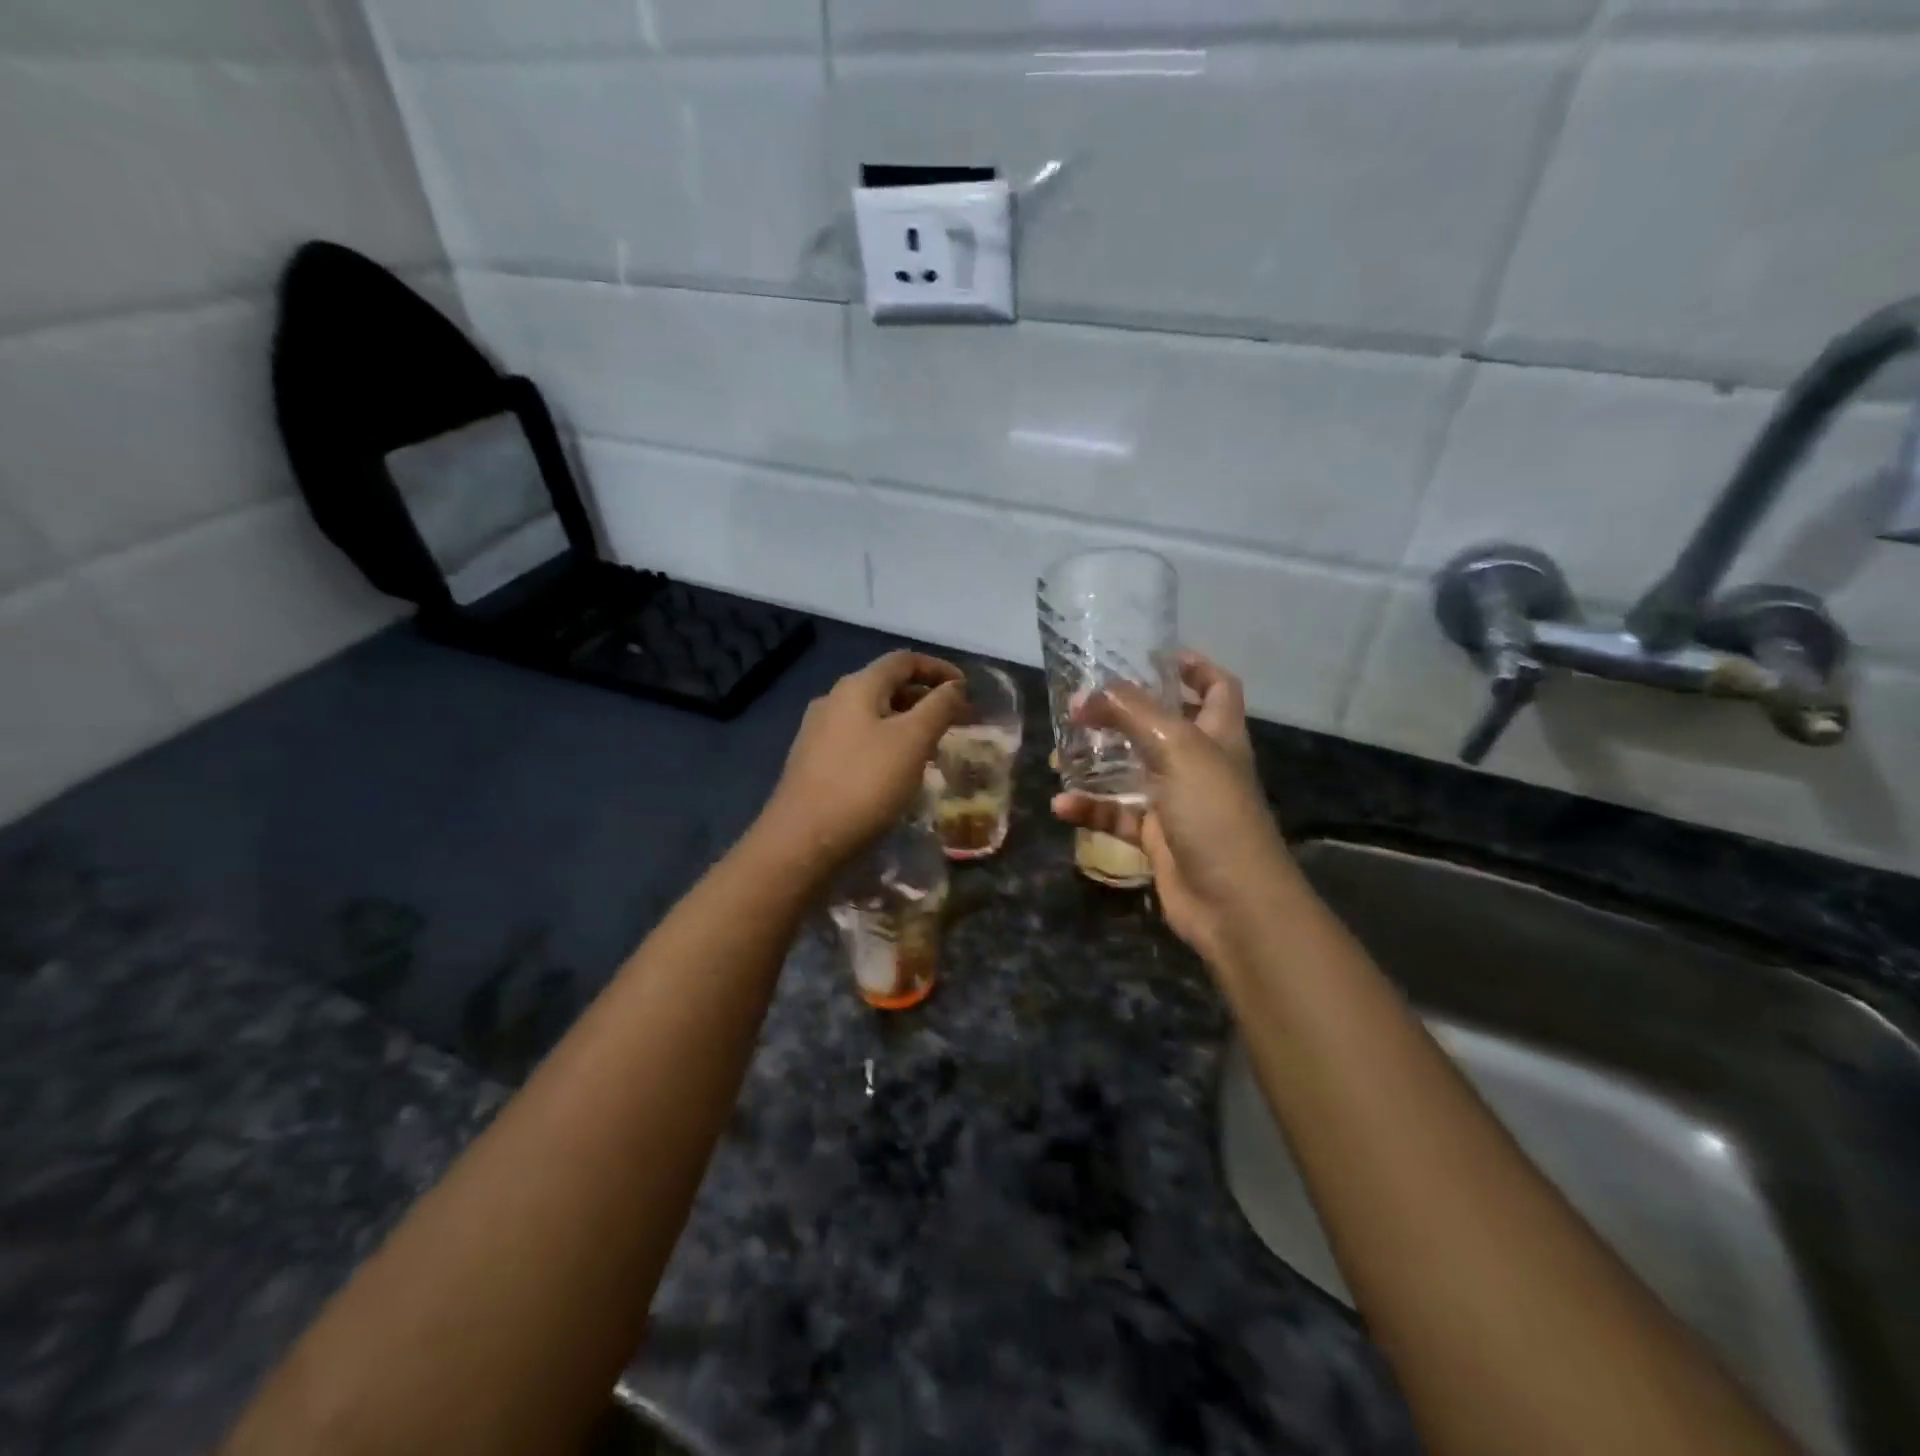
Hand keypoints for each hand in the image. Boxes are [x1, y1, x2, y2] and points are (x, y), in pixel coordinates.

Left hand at [761, 651, 964, 868]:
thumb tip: (956, 687)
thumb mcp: (913, 741)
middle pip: (886, 685)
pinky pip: (859, 738)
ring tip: (932, 746)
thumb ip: (939, 707)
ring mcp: (819, 731)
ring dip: (906, 722)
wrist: (803, 838)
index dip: (938, 668)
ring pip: (873, 714)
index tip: (966, 689)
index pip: (904, 660)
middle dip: (924, 698)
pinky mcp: (813, 761)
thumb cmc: (865, 783)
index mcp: (857, 687)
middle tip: (955, 720)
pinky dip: (886, 742)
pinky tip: (897, 769)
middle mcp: (833, 700)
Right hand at [1052, 653, 1292, 965]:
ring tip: (1059, 754)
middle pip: (1164, 726)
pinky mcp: (1156, 838)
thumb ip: (1133, 713)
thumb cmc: (1214, 813)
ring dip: (1097, 763)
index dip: (1192, 666)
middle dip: (1124, 714)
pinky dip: (1091, 810)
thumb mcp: (1177, 749)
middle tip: (1082, 707)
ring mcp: (1178, 802)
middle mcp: (1200, 763)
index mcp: (1219, 734)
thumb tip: (1087, 694)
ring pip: (1132, 771)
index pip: (1216, 686)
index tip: (1150, 656)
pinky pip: (1117, 816)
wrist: (1234, 904)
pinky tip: (1062, 806)